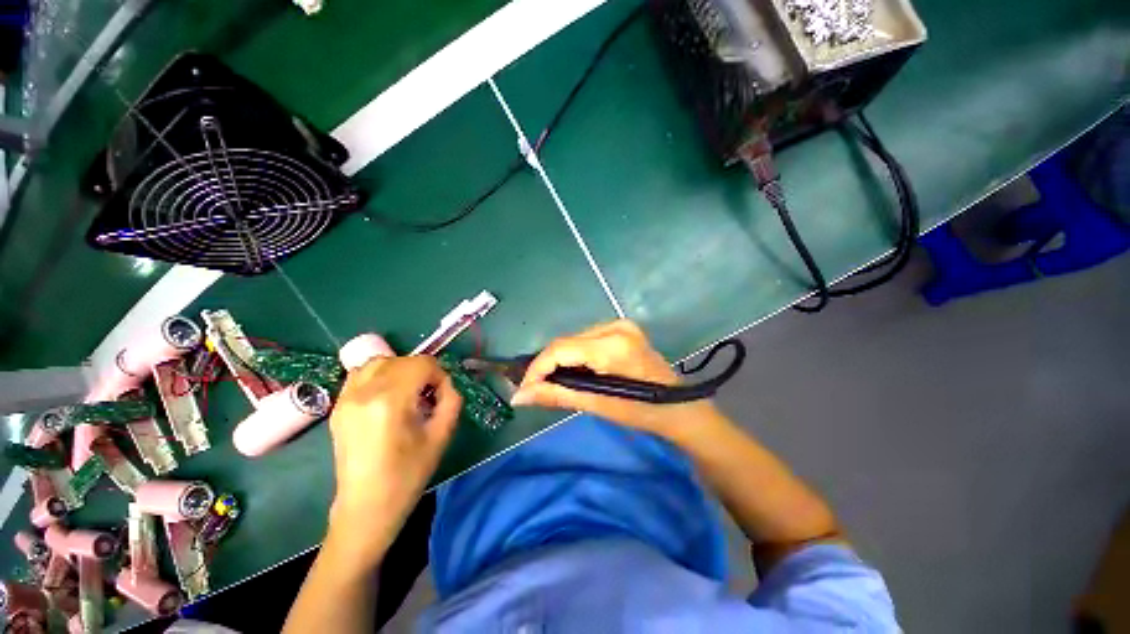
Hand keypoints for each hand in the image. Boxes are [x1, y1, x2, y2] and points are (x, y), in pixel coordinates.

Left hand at [326, 355, 460, 562]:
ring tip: (407, 392)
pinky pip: (360, 375)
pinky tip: (387, 396)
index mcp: (390, 400)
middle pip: (401, 360)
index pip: (421, 364)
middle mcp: (364, 392)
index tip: (441, 395)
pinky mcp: (338, 407)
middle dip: (421, 372)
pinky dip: (379, 375)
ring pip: (378, 362)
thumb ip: (451, 400)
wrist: (366, 506)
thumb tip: (446, 383)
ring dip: (399, 369)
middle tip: (428, 395)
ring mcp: (346, 399)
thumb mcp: (441, 435)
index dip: (438, 375)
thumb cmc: (408, 474)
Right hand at [511, 320, 722, 438]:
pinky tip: (573, 372)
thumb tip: (518, 397)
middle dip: (547, 366)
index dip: (537, 368)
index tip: (522, 389)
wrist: (681, 408)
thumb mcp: (598, 405)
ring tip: (552, 382)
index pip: (561, 348)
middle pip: (567, 342)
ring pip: (575, 340)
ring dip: (561, 361)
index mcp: (613, 345)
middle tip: (534, 388)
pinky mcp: (622, 329)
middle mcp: (615, 326)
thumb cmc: (643, 412)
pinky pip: (587, 340)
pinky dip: (575, 356)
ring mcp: (621, 325)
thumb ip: (556, 395)